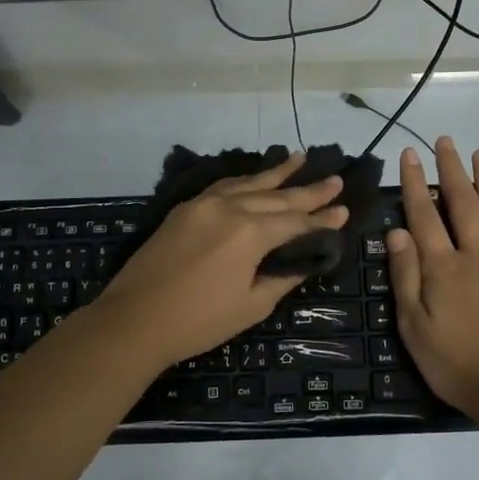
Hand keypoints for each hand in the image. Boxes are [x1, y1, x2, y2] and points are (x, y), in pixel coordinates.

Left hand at [95, 154, 347, 369]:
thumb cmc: (198, 321)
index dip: (322, 219)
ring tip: (301, 158)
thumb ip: (281, 277)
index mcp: (250, 233)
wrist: (134, 320)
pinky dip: (244, 181)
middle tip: (336, 179)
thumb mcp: (251, 306)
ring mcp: (204, 204)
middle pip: (276, 197)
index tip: (344, 209)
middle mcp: (229, 208)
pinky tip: (256, 177)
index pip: (295, 222)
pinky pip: (223, 186)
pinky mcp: (185, 209)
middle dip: (308, 190)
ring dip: (277, 173)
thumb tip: (304, 261)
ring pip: (249, 183)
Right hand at [386, 139, 478, 420]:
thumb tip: (397, 233)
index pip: (424, 215)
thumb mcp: (414, 326)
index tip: (409, 154)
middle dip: (452, 169)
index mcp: (443, 267)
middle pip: (464, 203)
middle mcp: (477, 255)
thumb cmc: (455, 363)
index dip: (414, 183)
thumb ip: (406, 277)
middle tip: (445, 141)